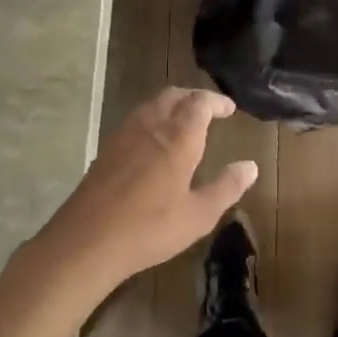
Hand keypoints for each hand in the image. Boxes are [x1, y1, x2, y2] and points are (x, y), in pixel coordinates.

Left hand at [33, 87, 257, 299]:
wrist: (86, 240)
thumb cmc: (149, 228)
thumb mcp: (198, 215)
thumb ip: (226, 187)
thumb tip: (251, 166)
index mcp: (178, 138)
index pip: (200, 103)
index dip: (216, 102)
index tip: (229, 109)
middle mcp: (151, 126)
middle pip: (174, 96)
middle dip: (194, 97)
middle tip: (209, 110)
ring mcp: (125, 135)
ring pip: (152, 104)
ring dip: (172, 105)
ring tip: (184, 122)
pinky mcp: (107, 149)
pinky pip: (136, 119)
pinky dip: (153, 118)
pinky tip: (154, 142)